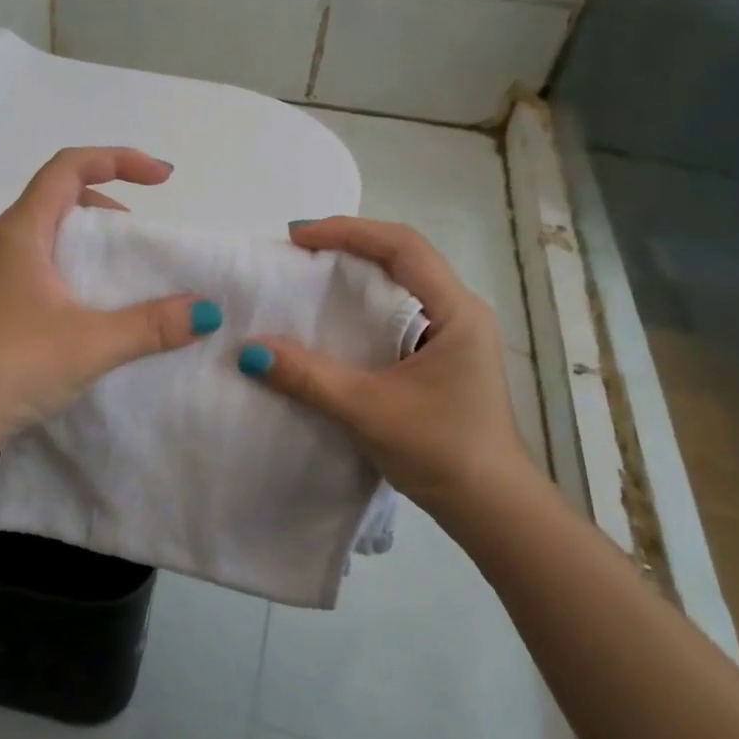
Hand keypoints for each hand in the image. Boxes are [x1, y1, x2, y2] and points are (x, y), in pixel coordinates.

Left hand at [0, 147, 218, 461]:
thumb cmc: (13, 367)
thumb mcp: (91, 344)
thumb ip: (152, 325)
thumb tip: (206, 311)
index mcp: (22, 231)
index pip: (69, 167)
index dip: (119, 159)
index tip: (163, 179)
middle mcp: (6, 241)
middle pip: (62, 195)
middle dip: (110, 202)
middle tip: (144, 237)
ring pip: (53, 232)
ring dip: (94, 239)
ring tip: (126, 271)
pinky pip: (46, 263)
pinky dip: (79, 267)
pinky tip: (97, 305)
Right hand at [238, 217, 539, 523]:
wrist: (490, 508)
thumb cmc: (441, 451)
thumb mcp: (368, 411)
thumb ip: (309, 378)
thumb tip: (249, 351)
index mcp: (455, 311)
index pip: (402, 246)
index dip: (348, 231)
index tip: (298, 237)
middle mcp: (459, 312)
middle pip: (402, 257)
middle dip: (348, 246)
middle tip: (296, 253)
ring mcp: (452, 334)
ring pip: (399, 285)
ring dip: (355, 275)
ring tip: (308, 278)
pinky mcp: (440, 357)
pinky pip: (396, 313)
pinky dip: (361, 307)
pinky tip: (333, 322)